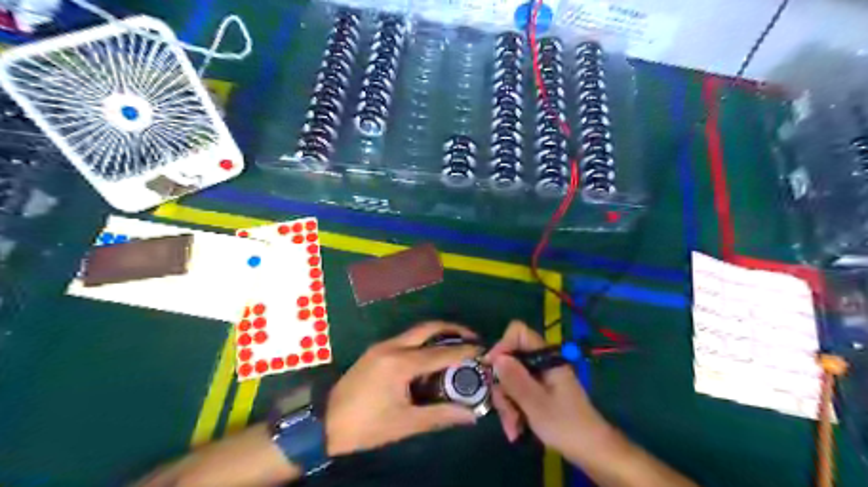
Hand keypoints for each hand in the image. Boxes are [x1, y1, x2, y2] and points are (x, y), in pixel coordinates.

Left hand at [324, 322, 477, 454]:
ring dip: (438, 334)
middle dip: (453, 328)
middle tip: (472, 337)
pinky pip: (406, 339)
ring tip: (456, 345)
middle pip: (428, 328)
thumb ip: (439, 416)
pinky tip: (430, 356)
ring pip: (416, 331)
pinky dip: (423, 341)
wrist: (324, 423)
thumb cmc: (365, 426)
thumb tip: (470, 415)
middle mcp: (392, 347)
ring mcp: (381, 346)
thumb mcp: (404, 423)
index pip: (441, 352)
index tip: (483, 350)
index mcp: (400, 363)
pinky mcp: (375, 351)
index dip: (465, 351)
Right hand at [485, 320, 604, 456]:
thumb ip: (515, 379)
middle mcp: (540, 363)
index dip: (502, 346)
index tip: (492, 369)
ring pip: (510, 379)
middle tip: (505, 412)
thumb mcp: (536, 404)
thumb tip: (496, 357)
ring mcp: (539, 378)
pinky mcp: (537, 392)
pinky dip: (513, 410)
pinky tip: (516, 429)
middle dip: (502, 387)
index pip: (518, 333)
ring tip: (513, 429)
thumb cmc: (567, 426)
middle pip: (509, 360)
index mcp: (545, 357)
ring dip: (506, 404)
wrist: (591, 451)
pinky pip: (516, 393)